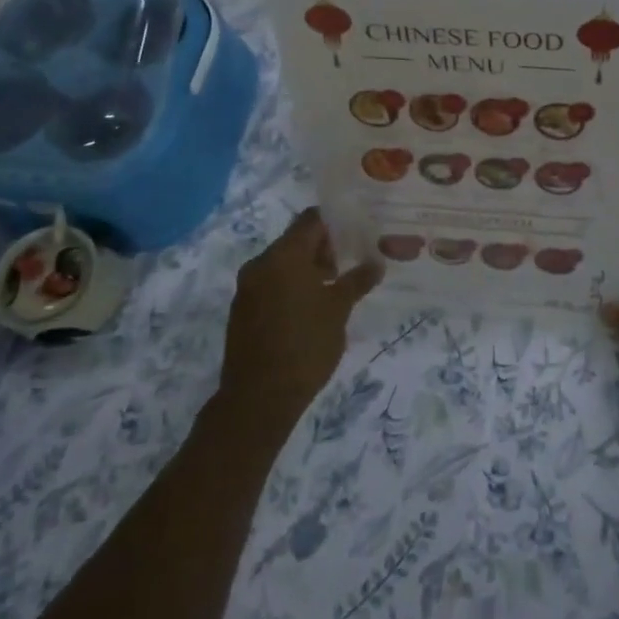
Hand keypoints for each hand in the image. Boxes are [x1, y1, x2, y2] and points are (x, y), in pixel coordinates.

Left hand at [220, 209, 381, 423]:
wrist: (259, 397)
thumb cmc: (305, 345)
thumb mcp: (339, 310)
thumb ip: (357, 280)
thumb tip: (376, 263)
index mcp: (283, 255)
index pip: (311, 220)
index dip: (335, 223)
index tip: (357, 233)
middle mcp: (260, 264)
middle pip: (295, 240)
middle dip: (323, 249)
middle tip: (350, 265)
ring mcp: (247, 287)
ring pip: (282, 264)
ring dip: (307, 269)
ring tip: (334, 289)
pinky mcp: (242, 310)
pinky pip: (271, 284)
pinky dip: (291, 287)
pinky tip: (311, 309)